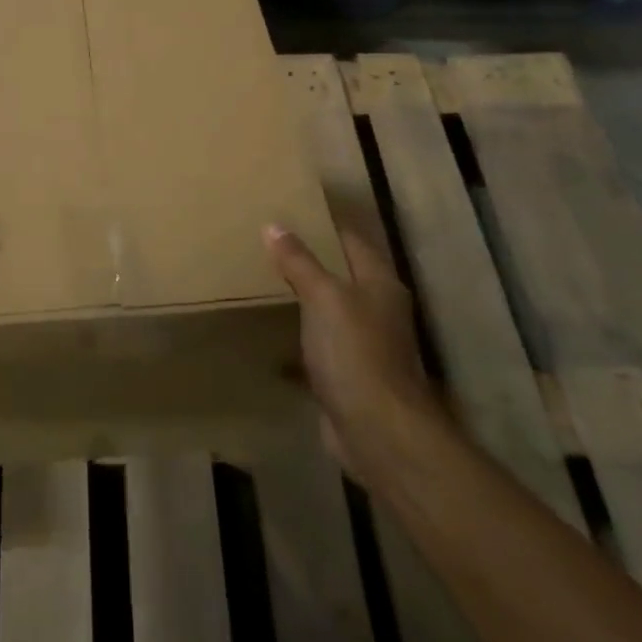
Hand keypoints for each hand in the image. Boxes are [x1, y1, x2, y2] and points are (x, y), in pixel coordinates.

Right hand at [265, 222, 446, 486]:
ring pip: (328, 312)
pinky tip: (268, 336)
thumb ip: (299, 262)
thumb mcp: (323, 297)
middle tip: (266, 243)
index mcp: (379, 283)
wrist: (377, 430)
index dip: (323, 225)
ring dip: (302, 301)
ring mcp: (365, 345)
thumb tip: (274, 225)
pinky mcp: (348, 376)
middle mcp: (377, 310)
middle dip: (308, 262)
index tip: (290, 211)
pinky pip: (318, 348)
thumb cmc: (354, 352)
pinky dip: (296, 341)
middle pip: (340, 275)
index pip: (350, 240)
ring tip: (262, 282)